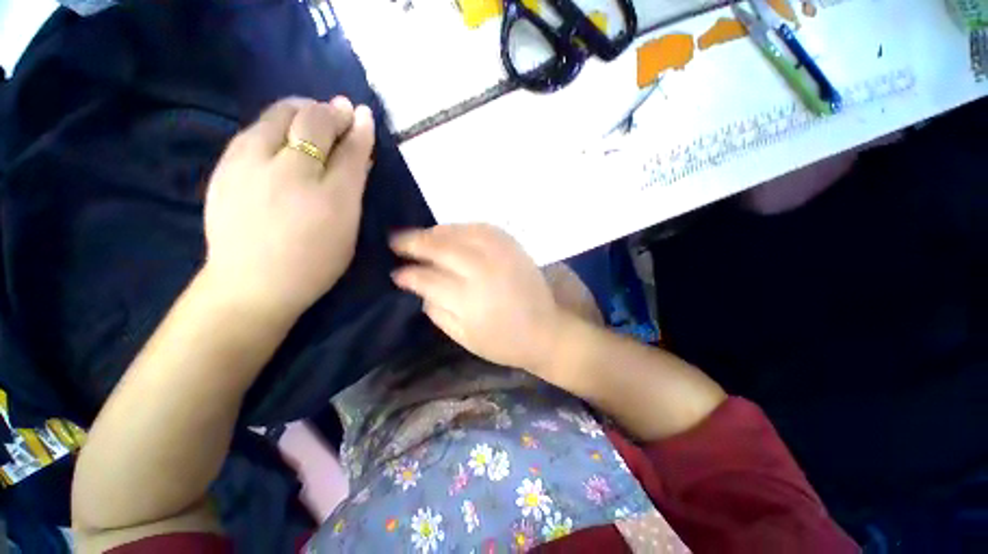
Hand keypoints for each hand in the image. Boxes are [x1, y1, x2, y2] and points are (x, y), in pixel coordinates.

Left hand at [202, 96, 374, 319]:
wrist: (252, 283)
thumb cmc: (314, 263)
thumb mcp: (348, 231)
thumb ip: (354, 191)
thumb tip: (359, 157)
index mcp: (331, 198)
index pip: (350, 151)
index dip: (360, 130)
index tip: (365, 115)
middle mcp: (291, 174)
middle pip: (314, 123)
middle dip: (332, 112)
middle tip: (342, 111)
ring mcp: (252, 166)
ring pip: (279, 115)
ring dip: (302, 109)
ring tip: (313, 114)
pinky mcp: (226, 166)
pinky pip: (255, 128)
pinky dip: (276, 122)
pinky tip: (284, 132)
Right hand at [391, 224, 563, 373]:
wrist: (546, 332)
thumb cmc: (503, 342)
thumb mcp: (464, 338)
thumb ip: (438, 312)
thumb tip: (421, 289)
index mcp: (468, 299)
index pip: (428, 279)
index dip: (409, 275)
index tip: (397, 273)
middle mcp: (482, 271)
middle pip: (441, 249)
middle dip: (415, 243)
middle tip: (397, 241)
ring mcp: (500, 256)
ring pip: (461, 233)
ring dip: (437, 232)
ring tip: (422, 234)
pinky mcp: (514, 248)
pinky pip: (485, 229)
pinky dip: (464, 227)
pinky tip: (453, 231)